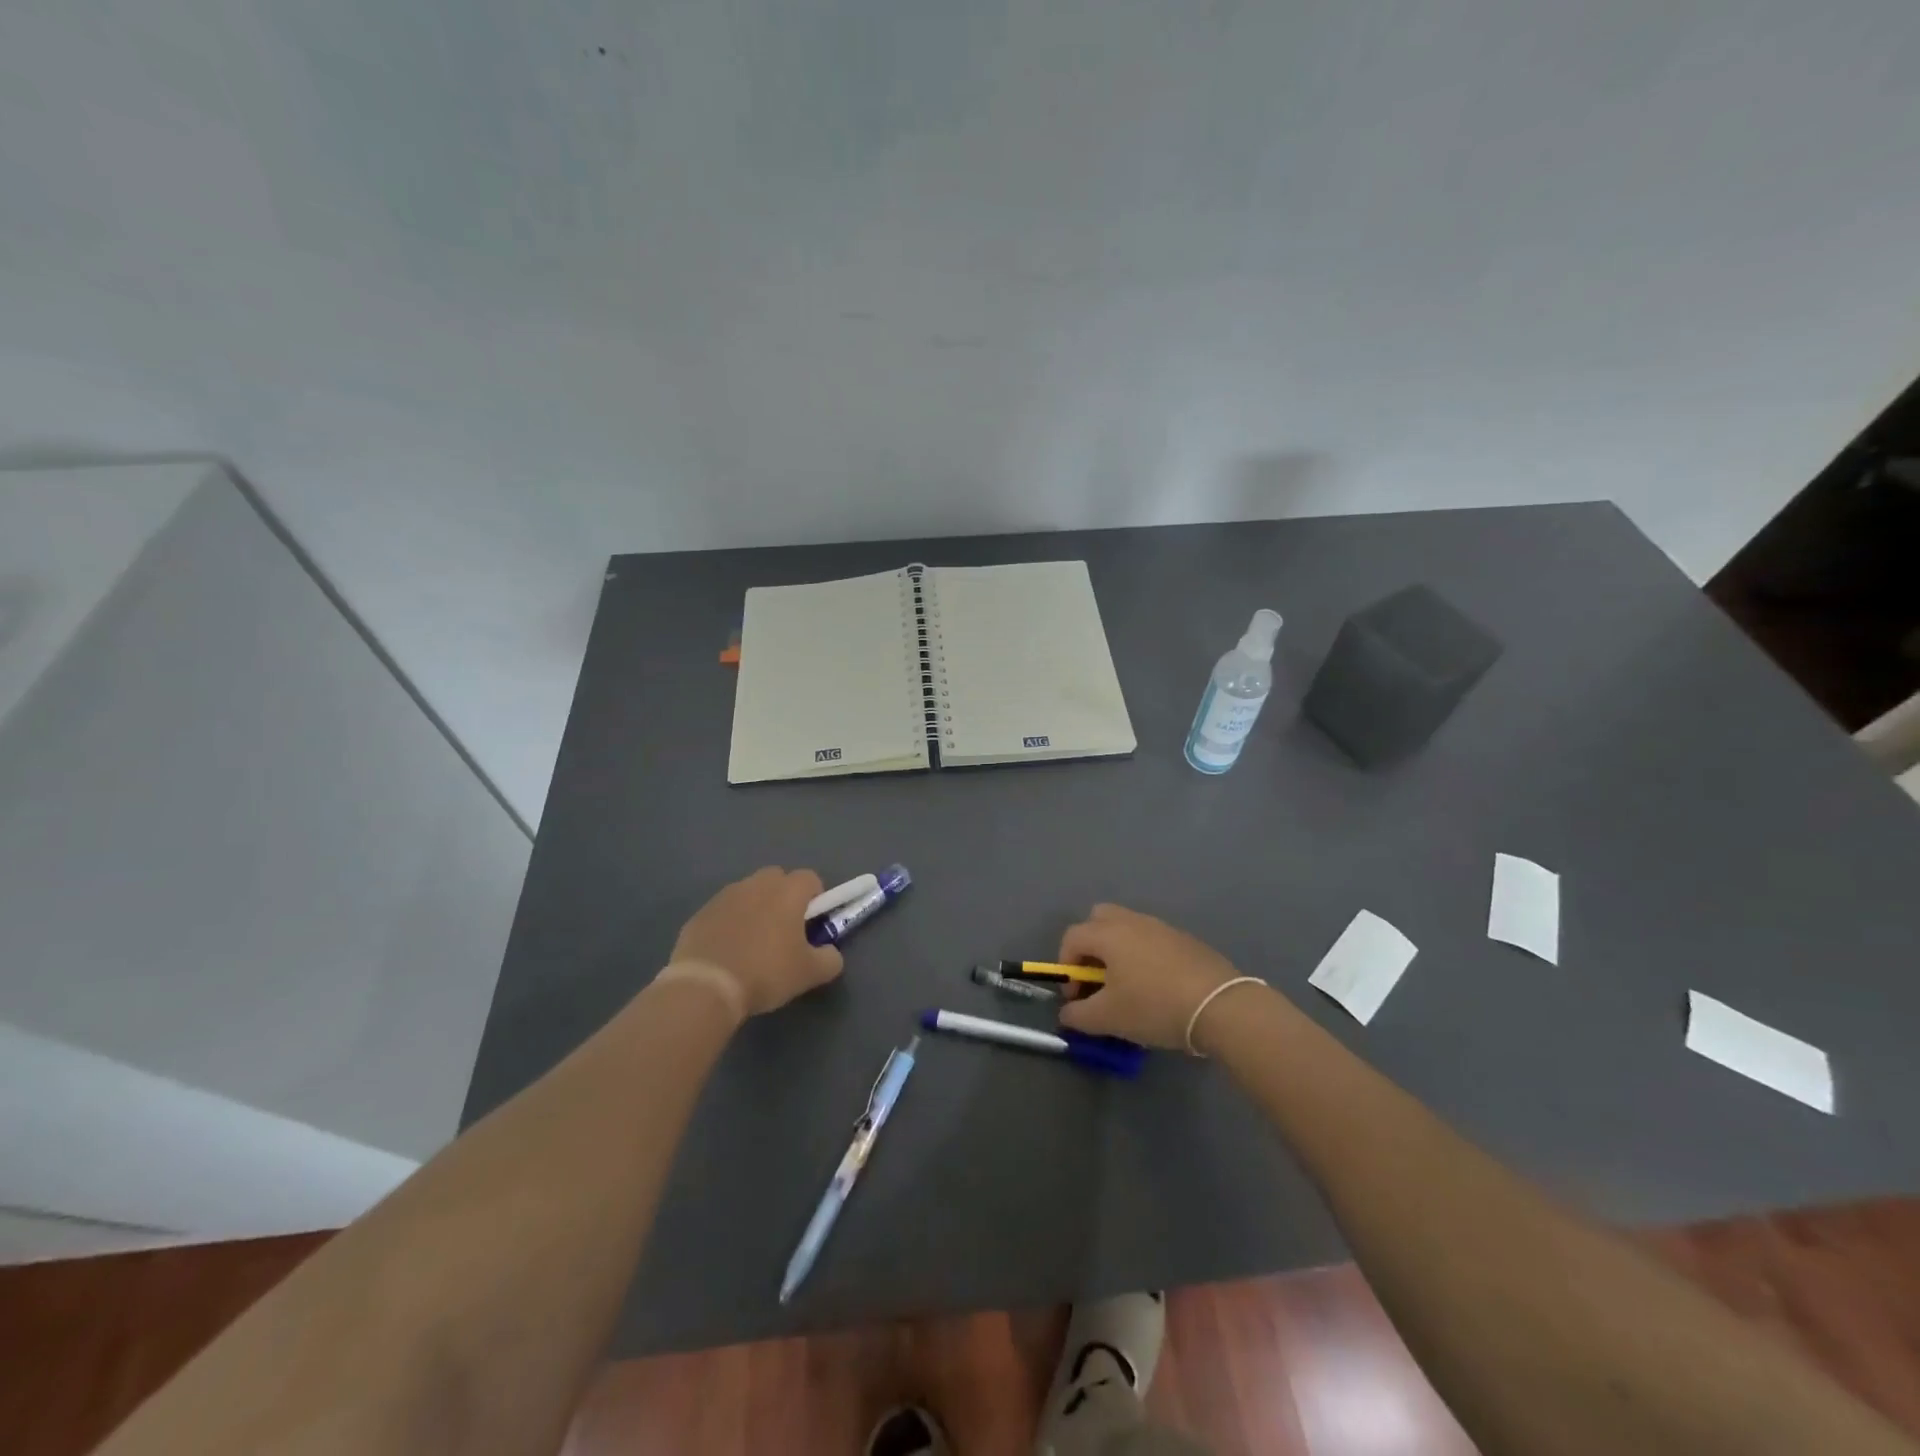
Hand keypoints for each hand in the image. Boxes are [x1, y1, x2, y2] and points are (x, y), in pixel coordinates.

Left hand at [670, 867, 843, 1016]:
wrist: (705, 987)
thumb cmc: (765, 973)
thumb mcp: (810, 973)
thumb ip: (830, 959)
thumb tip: (830, 953)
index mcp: (788, 891)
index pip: (810, 878)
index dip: (816, 898)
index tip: (812, 925)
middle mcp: (757, 884)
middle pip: (777, 879)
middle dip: (784, 898)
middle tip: (784, 932)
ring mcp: (725, 896)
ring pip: (748, 893)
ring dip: (755, 909)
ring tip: (753, 945)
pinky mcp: (700, 913)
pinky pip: (724, 911)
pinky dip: (729, 924)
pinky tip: (728, 953)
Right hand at [1056, 904, 1251, 1051]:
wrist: (1220, 1006)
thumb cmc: (1154, 1006)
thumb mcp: (1108, 1018)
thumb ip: (1078, 1015)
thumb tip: (1067, 1012)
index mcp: (1108, 933)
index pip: (1072, 937)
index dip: (1066, 965)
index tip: (1076, 995)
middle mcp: (1132, 921)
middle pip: (1099, 919)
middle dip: (1090, 946)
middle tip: (1098, 978)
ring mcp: (1162, 927)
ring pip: (1128, 927)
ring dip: (1118, 950)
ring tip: (1128, 985)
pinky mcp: (1185, 939)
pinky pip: (1153, 939)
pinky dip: (1144, 955)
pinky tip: (1157, 986)